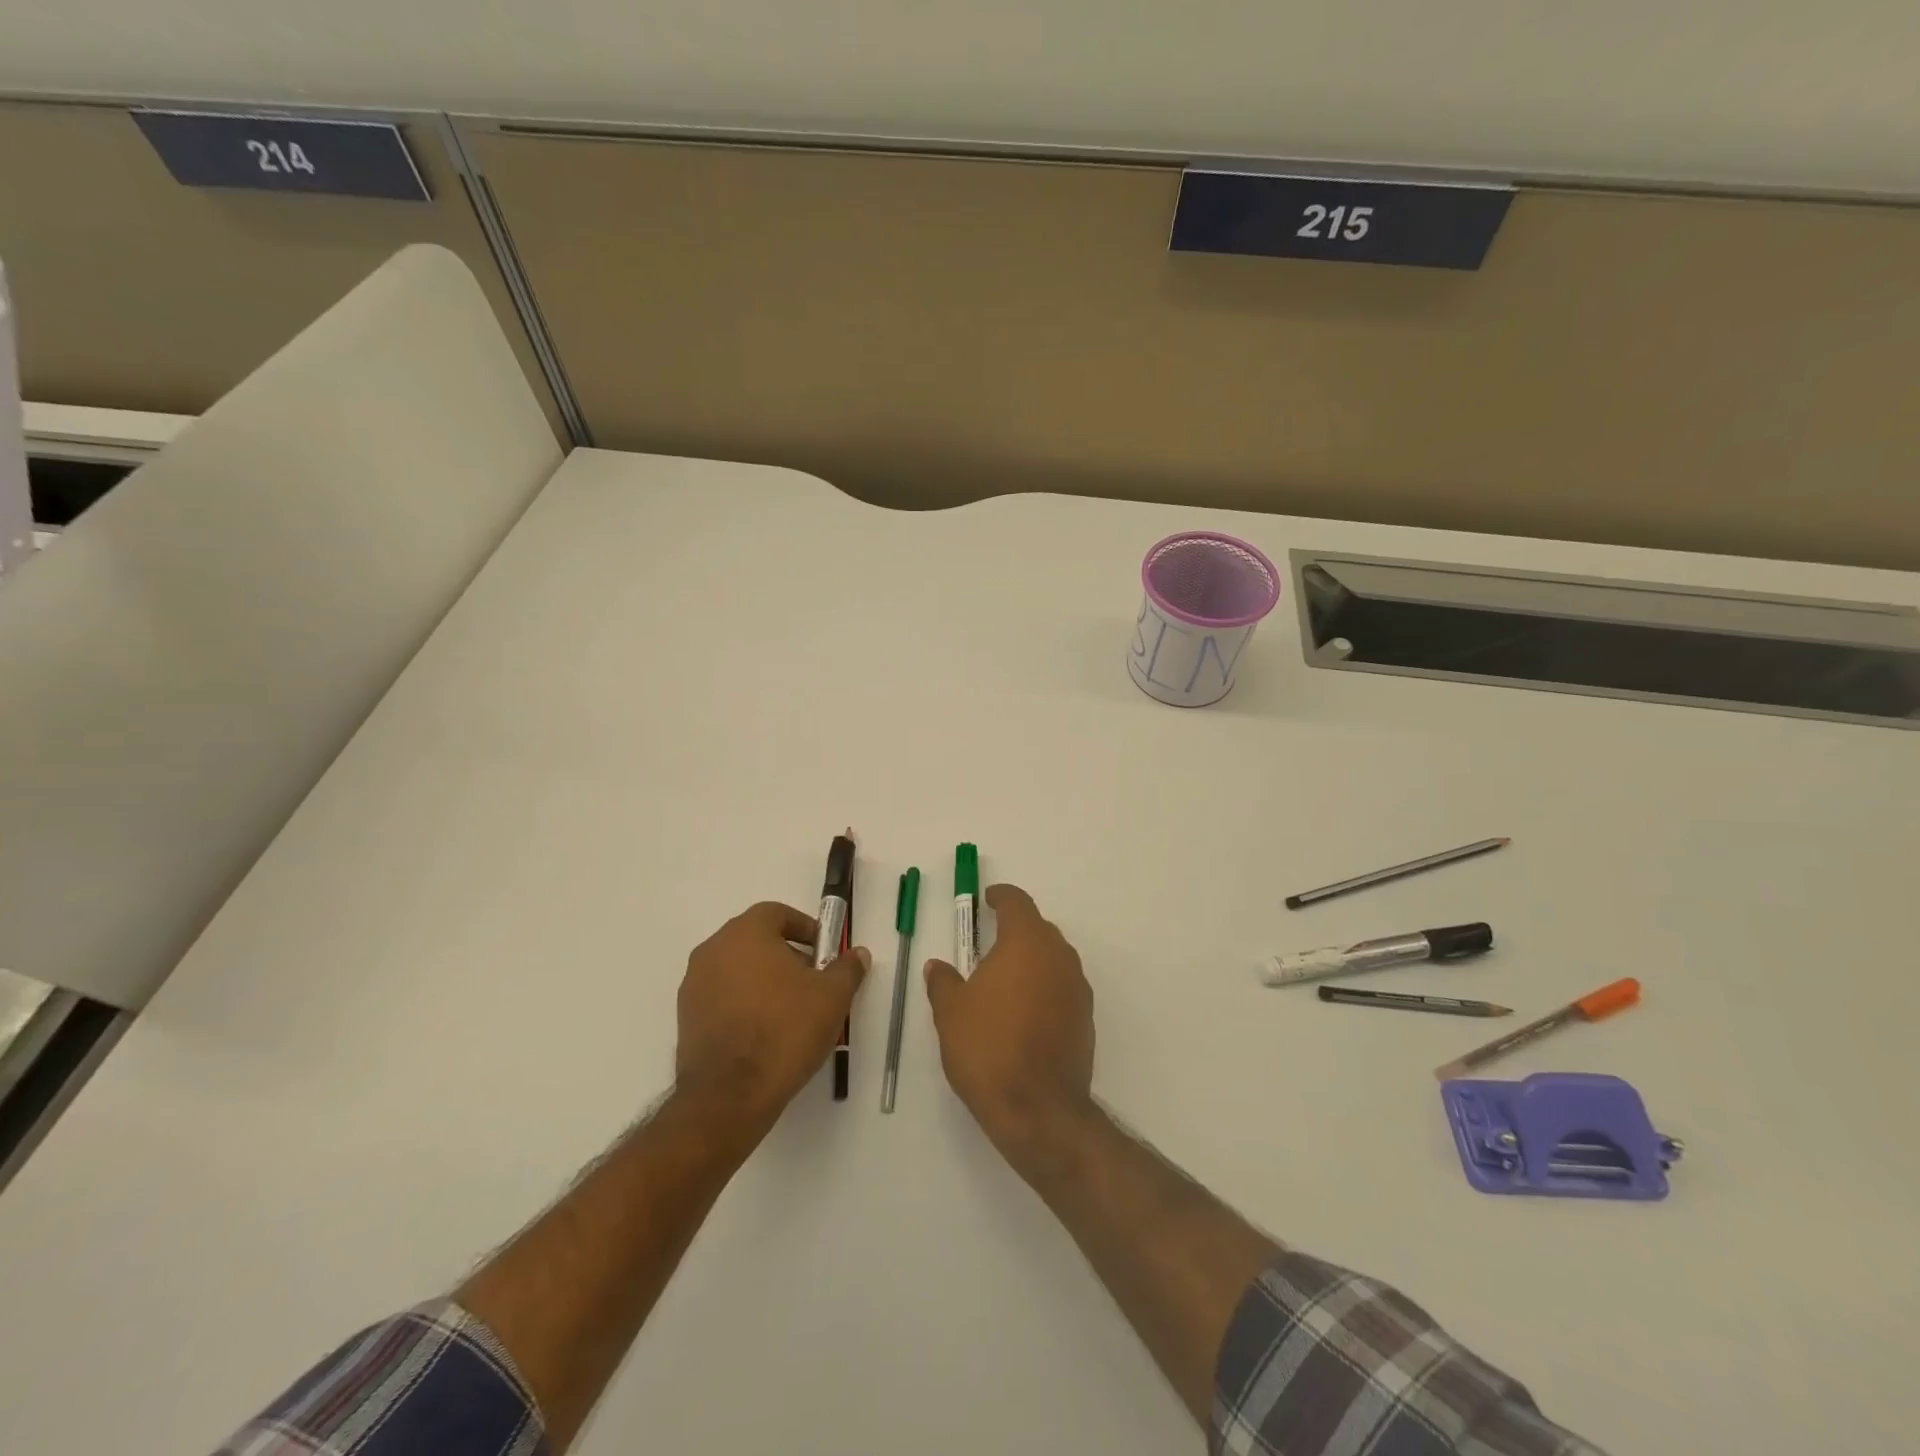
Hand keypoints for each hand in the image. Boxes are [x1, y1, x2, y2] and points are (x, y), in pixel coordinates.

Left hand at [675, 901, 867, 1132]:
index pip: (776, 913)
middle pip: (755, 940)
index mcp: (745, 933)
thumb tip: (857, 954)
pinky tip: (764, 1032)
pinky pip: (722, 997)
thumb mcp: (832, 996)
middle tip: (812, 981)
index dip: (804, 928)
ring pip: (736, 969)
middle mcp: (713, 950)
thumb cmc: (785, 1030)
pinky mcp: (686, 1019)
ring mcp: (694, 985)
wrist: (730, 1095)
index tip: (823, 951)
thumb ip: (847, 968)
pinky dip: (743, 1004)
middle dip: (786, 954)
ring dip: (763, 980)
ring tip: (790, 1010)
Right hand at [924, 884, 1095, 1164]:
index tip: (988, 900)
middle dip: (1015, 930)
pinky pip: (1063, 987)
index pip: (1017, 903)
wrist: (1039, 1109)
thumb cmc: (988, 1048)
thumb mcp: (951, 1013)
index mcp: (1026, 943)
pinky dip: (1044, 988)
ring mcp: (1077, 987)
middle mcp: (1058, 956)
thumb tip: (937, 966)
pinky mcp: (1086, 1018)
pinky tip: (1024, 1012)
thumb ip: (943, 982)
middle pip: (1039, 928)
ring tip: (1004, 980)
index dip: (1001, 897)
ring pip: (1054, 958)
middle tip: (988, 943)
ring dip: (1031, 960)